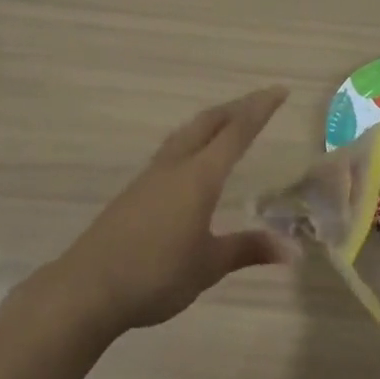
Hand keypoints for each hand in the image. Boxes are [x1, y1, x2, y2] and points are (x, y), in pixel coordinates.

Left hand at [55, 87, 295, 331]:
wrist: (88, 288)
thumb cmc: (156, 274)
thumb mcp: (209, 265)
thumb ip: (248, 250)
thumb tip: (291, 249)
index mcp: (199, 176)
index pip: (236, 132)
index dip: (260, 109)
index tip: (280, 91)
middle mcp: (176, 165)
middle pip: (209, 122)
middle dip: (237, 107)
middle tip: (261, 101)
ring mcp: (151, 175)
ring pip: (187, 132)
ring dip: (212, 121)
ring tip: (229, 121)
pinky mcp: (135, 190)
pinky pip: (173, 149)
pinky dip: (194, 139)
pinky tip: (193, 158)